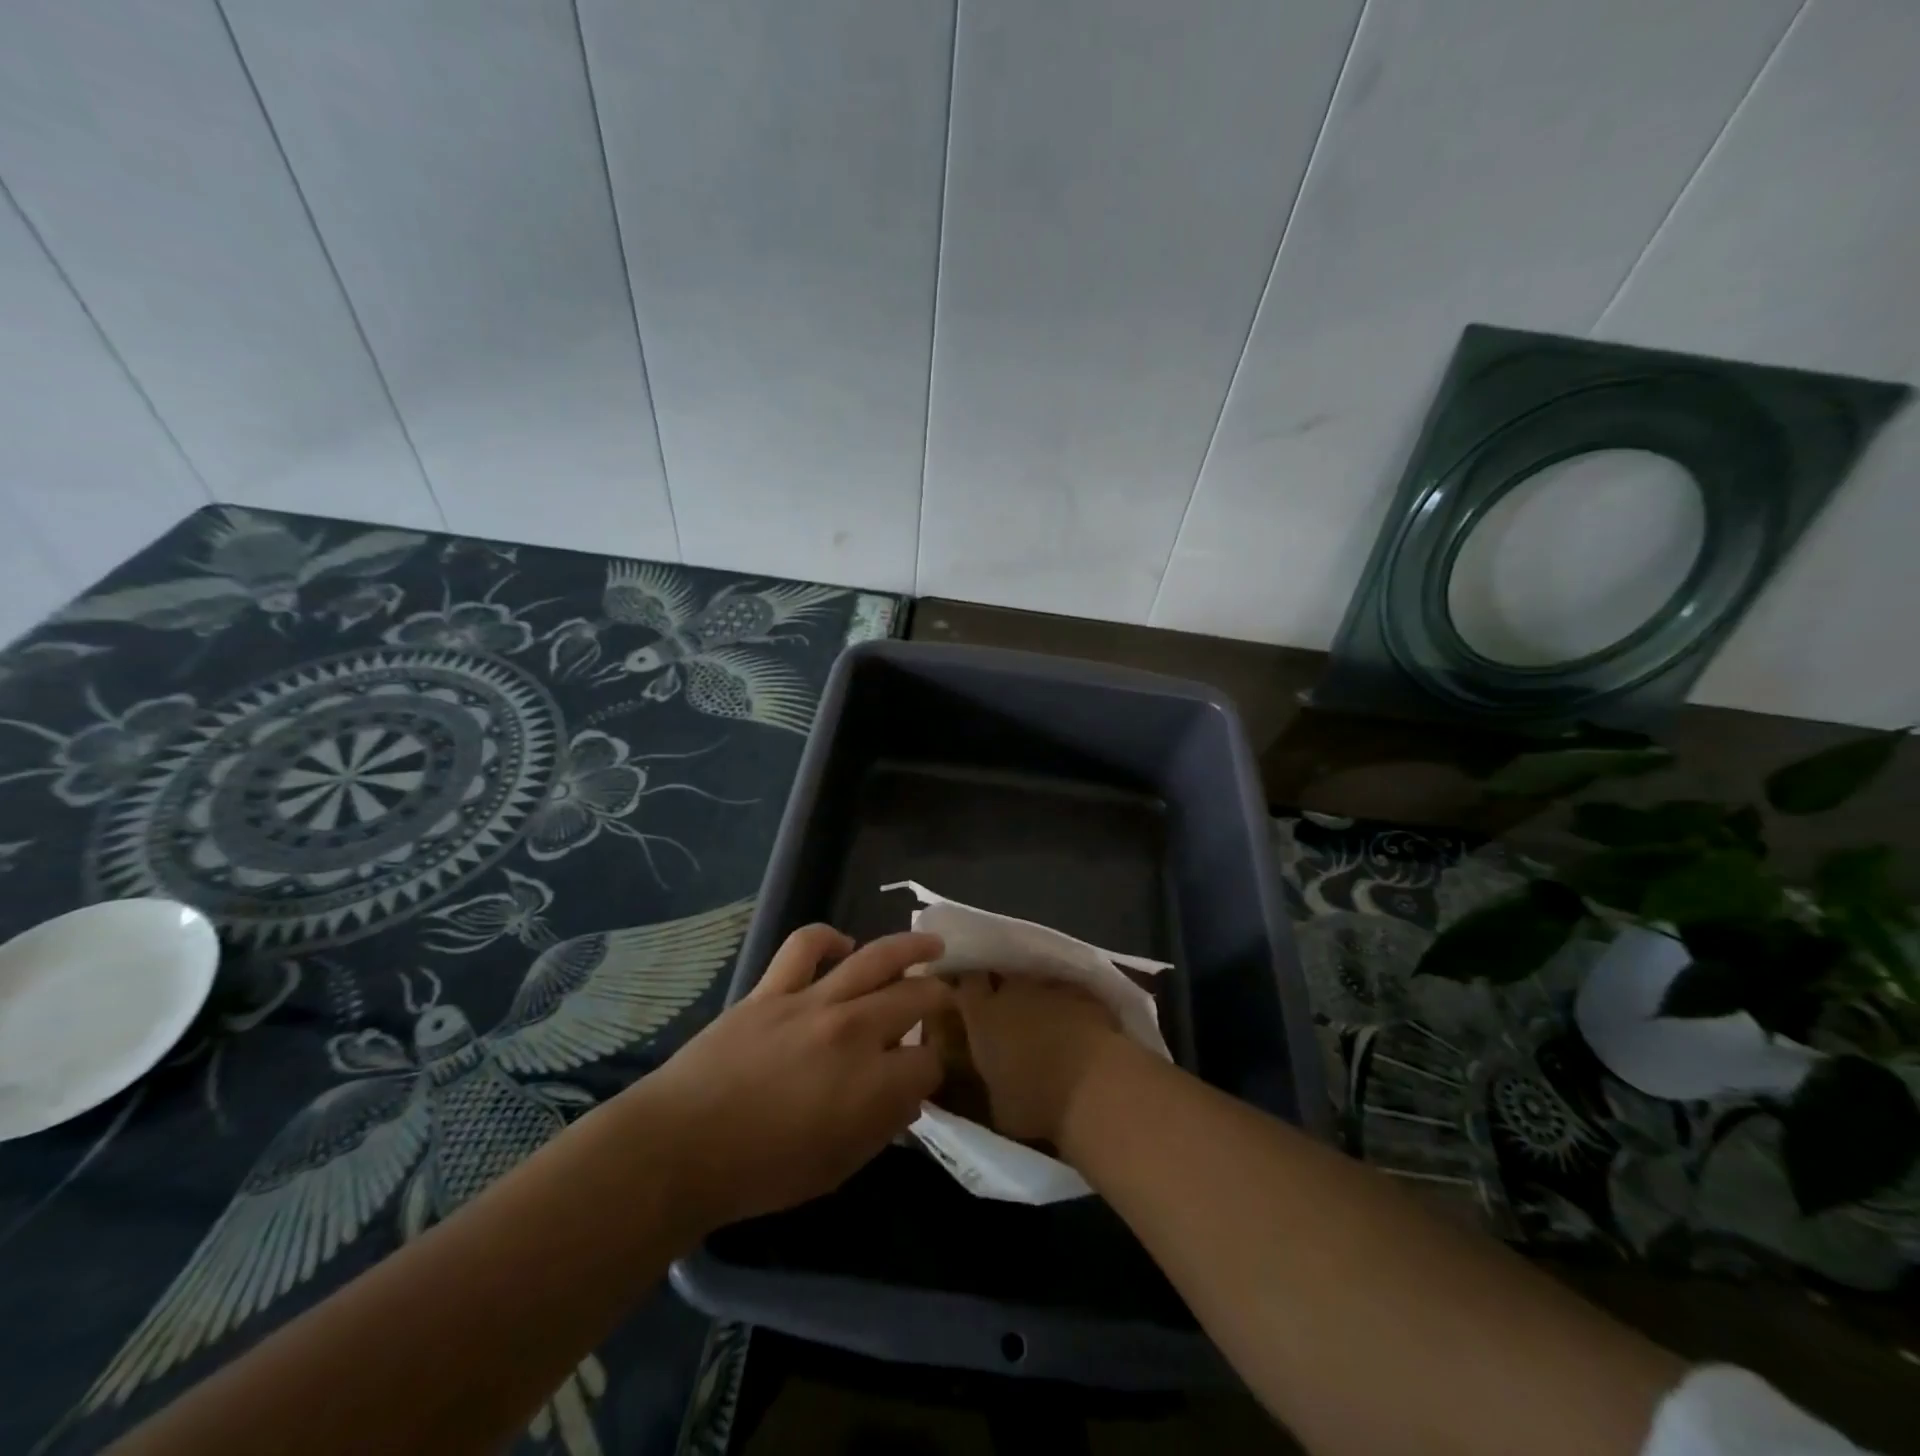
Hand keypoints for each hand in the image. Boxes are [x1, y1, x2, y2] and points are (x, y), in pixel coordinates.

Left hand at [637, 925, 948, 1234]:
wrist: (680, 1147)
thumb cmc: (761, 1172)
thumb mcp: (837, 1168)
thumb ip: (881, 1127)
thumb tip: (906, 1097)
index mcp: (874, 1084)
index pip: (928, 1062)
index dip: (932, 1069)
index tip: (923, 1076)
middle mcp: (854, 1031)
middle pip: (915, 998)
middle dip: (938, 998)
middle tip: (944, 999)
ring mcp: (813, 1001)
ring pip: (876, 957)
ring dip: (910, 948)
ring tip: (930, 945)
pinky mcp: (773, 988)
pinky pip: (806, 945)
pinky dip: (829, 938)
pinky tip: (843, 945)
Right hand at [953, 976, 1131, 1145]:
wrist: (1096, 1086)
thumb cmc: (1037, 1103)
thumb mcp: (999, 1107)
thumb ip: (992, 1083)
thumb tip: (996, 1084)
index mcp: (983, 1016)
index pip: (967, 983)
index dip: (968, 985)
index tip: (970, 995)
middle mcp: (1013, 991)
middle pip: (1002, 974)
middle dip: (1003, 985)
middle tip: (1007, 1007)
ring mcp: (1051, 987)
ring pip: (1037, 980)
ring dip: (1038, 994)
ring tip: (1044, 1015)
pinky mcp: (1085, 992)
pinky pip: (1070, 991)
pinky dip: (1070, 1002)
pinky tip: (1077, 1021)